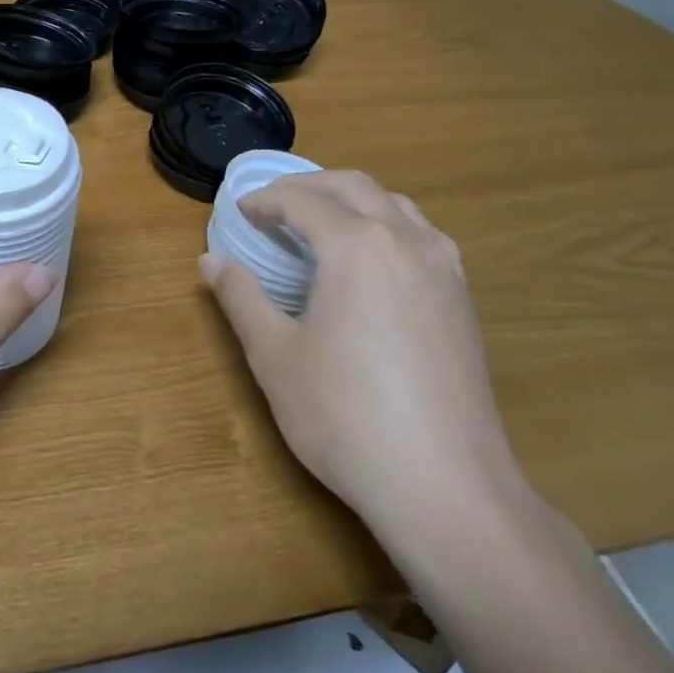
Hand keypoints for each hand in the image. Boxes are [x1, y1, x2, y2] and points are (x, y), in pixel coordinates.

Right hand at [200, 171, 524, 533]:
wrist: (445, 485)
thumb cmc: (344, 415)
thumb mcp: (275, 355)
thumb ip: (240, 298)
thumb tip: (210, 261)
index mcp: (357, 246)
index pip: (303, 201)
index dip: (265, 201)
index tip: (240, 212)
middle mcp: (406, 241)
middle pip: (354, 186)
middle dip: (308, 186)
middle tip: (272, 207)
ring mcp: (444, 269)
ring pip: (395, 205)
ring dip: (351, 200)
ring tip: (319, 225)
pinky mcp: (463, 300)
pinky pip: (422, 235)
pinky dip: (385, 225)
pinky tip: (370, 262)